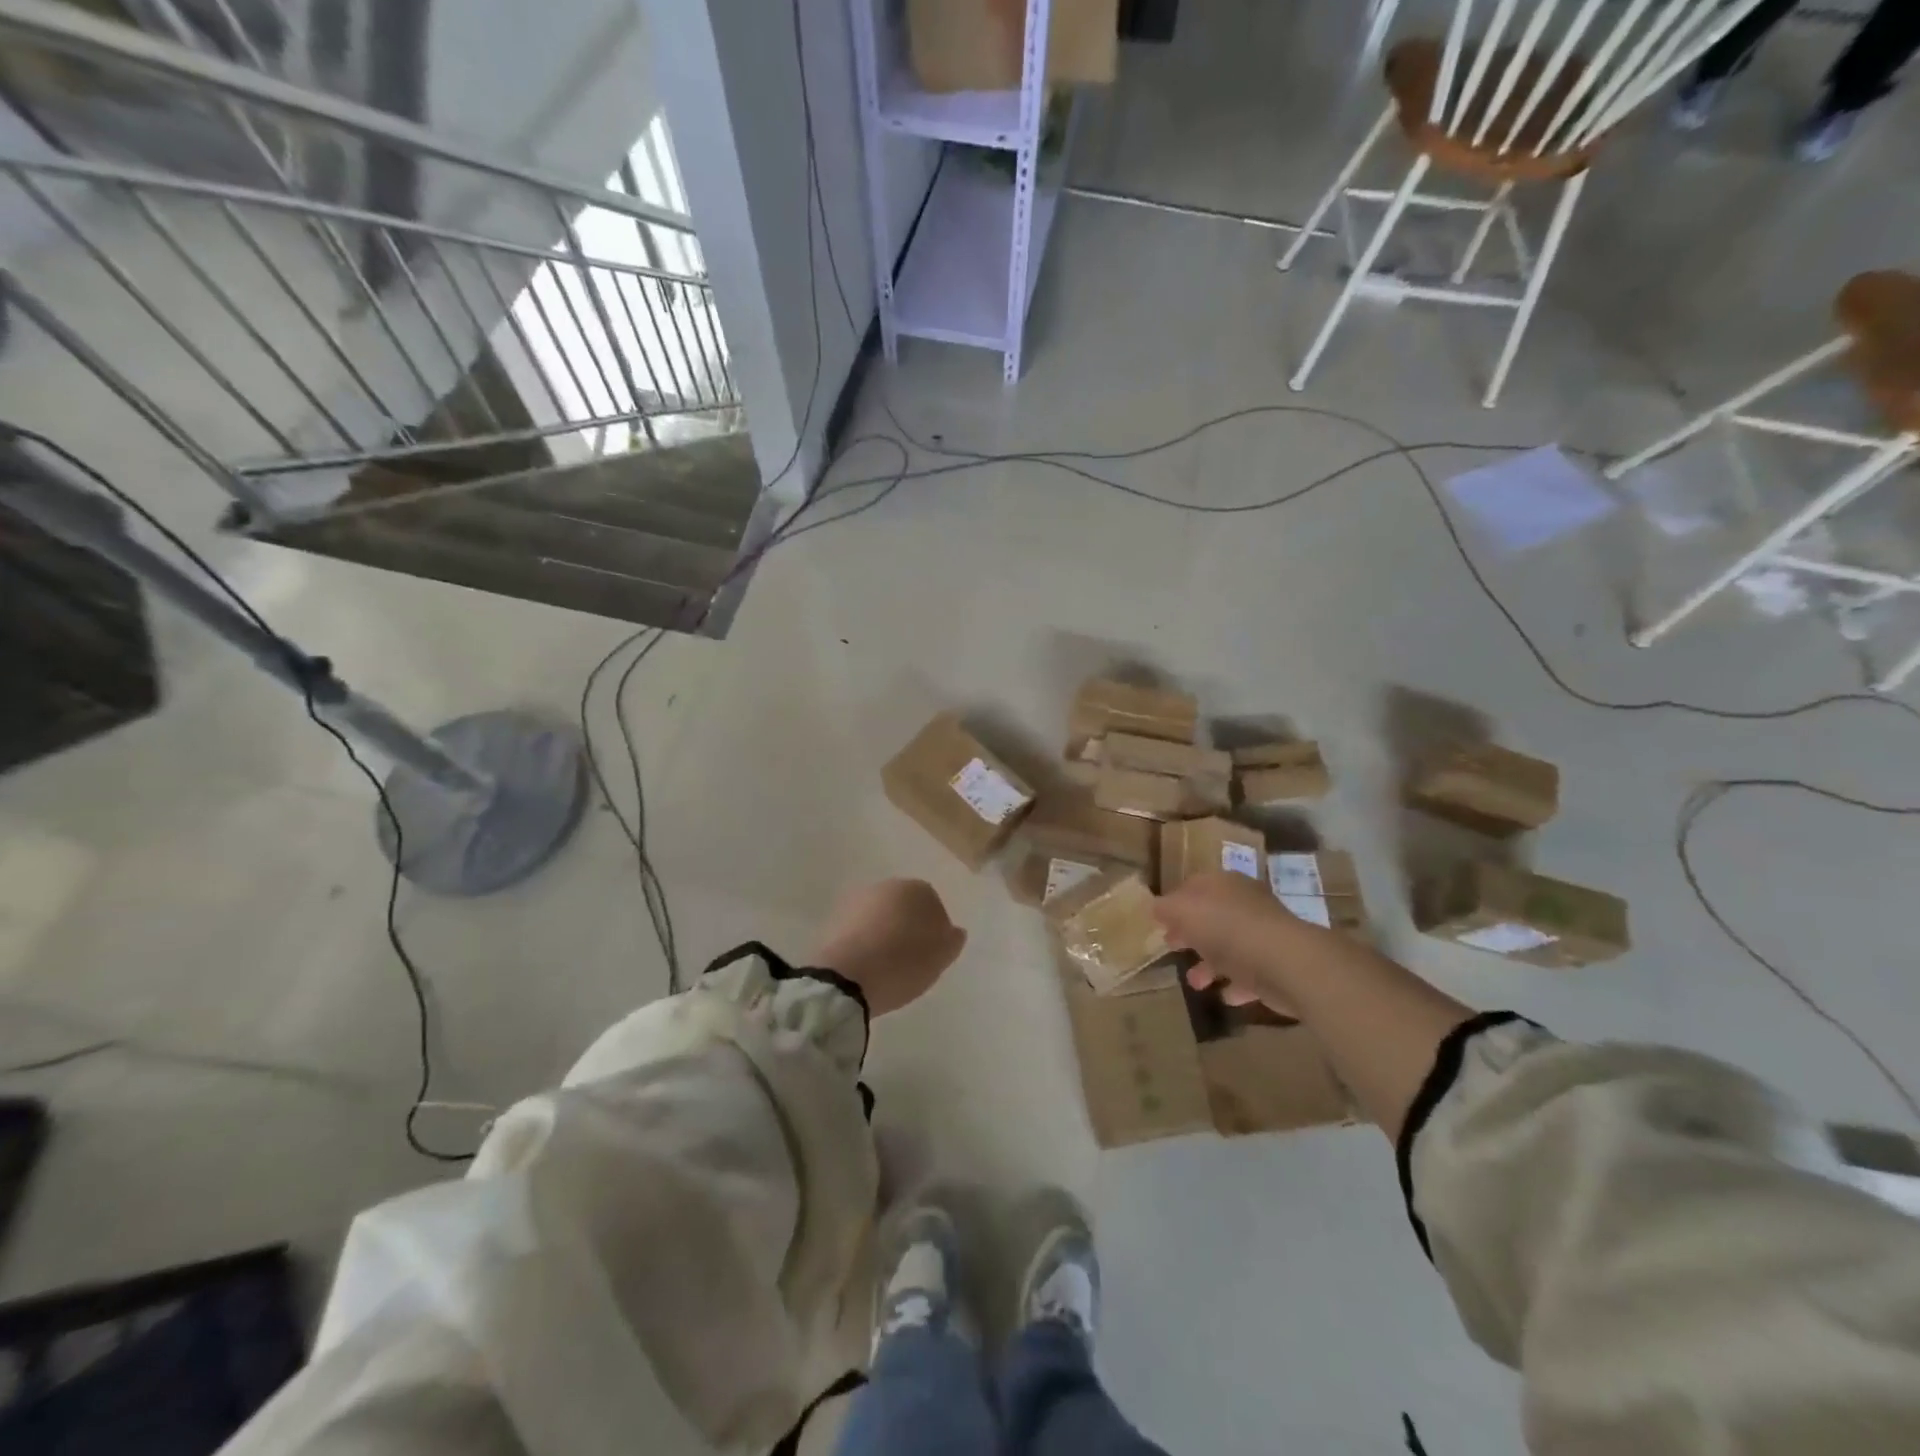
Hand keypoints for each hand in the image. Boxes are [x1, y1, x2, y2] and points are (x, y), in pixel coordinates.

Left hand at [812, 879, 965, 1015]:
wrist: (845, 977)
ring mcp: (855, 900)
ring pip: (878, 916)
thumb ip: (952, 940)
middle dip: (907, 927)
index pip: (933, 904)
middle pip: (903, 907)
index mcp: (916, 889)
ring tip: (885, 965)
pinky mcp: (832, 919)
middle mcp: (885, 886)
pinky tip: (864, 965)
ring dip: (883, 933)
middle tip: (910, 958)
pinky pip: (857, 930)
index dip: (934, 930)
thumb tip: (954, 930)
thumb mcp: (940, 957)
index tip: (932, 953)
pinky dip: (862, 942)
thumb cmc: (902, 962)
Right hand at [1154, 872, 1307, 1017]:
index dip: (1175, 902)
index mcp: (1224, 884)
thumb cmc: (1227, 928)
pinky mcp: (1276, 966)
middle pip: (1212, 916)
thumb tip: (1156, 907)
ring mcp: (1263, 936)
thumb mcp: (1183, 910)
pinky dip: (1236, 984)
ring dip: (1210, 964)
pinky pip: (1250, 975)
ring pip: (1230, 947)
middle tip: (1172, 946)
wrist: (1285, 963)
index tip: (1159, 921)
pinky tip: (1224, 996)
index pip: (1194, 886)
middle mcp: (1245, 905)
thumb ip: (1166, 908)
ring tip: (1194, 982)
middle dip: (1191, 933)